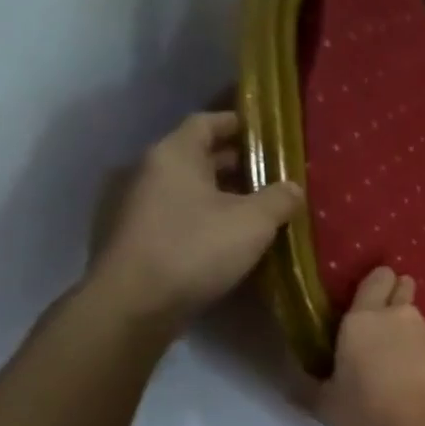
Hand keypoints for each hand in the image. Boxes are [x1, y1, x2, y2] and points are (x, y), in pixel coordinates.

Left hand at [86, 111, 302, 326]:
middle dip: (233, 163)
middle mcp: (147, 171)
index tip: (265, 133)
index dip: (237, 124)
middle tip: (269, 175)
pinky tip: (223, 237)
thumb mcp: (254, 222)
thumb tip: (293, 187)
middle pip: (195, 156)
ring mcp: (133, 205)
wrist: (134, 303)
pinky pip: (174, 214)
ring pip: (184, 188)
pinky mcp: (132, 237)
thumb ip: (279, 199)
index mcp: (174, 155)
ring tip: (253, 209)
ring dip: (217, 193)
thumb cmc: (196, 249)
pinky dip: (199, 216)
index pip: (206, 122)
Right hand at [316, 267, 424, 425]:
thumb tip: (290, 380)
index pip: (375, 279)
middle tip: (390, 327)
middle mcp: (403, 317)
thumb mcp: (327, 406)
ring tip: (412, 371)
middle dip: (399, 297)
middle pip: (404, 290)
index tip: (376, 292)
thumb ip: (308, 387)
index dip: (378, 282)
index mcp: (364, 320)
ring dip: (417, 339)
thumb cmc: (372, 414)